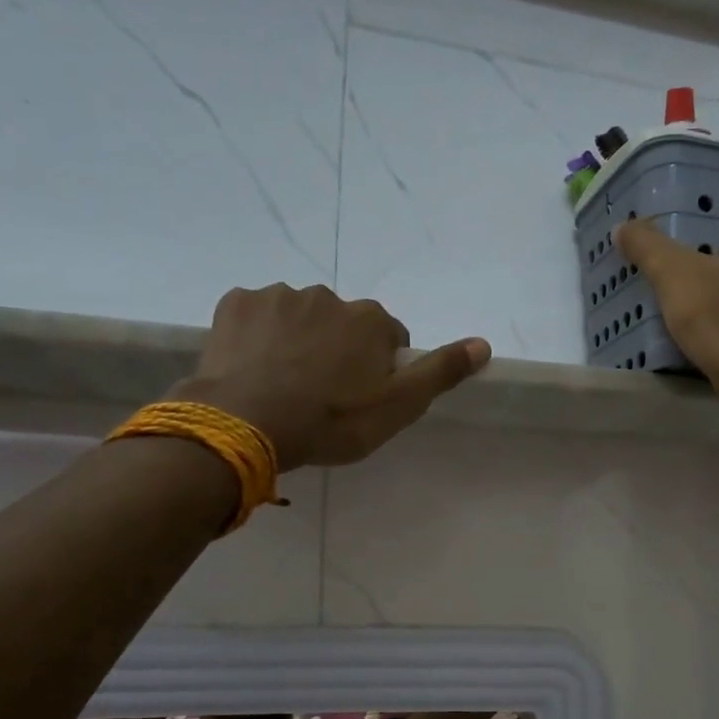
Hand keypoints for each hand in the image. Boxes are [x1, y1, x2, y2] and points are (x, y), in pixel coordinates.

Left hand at [176, 284, 490, 469]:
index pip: (388, 337)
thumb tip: (483, 343)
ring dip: (297, 340)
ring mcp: (278, 295)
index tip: (361, 397)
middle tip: (321, 394)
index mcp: (371, 320)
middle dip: (336, 350)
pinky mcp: (236, 303)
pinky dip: (258, 334)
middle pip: (342, 324)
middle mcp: (329, 296)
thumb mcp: (398, 407)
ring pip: (298, 317)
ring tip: (283, 383)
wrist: (247, 423)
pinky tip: (252, 366)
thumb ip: (441, 372)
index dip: (378, 368)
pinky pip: (256, 315)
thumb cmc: (331, 421)